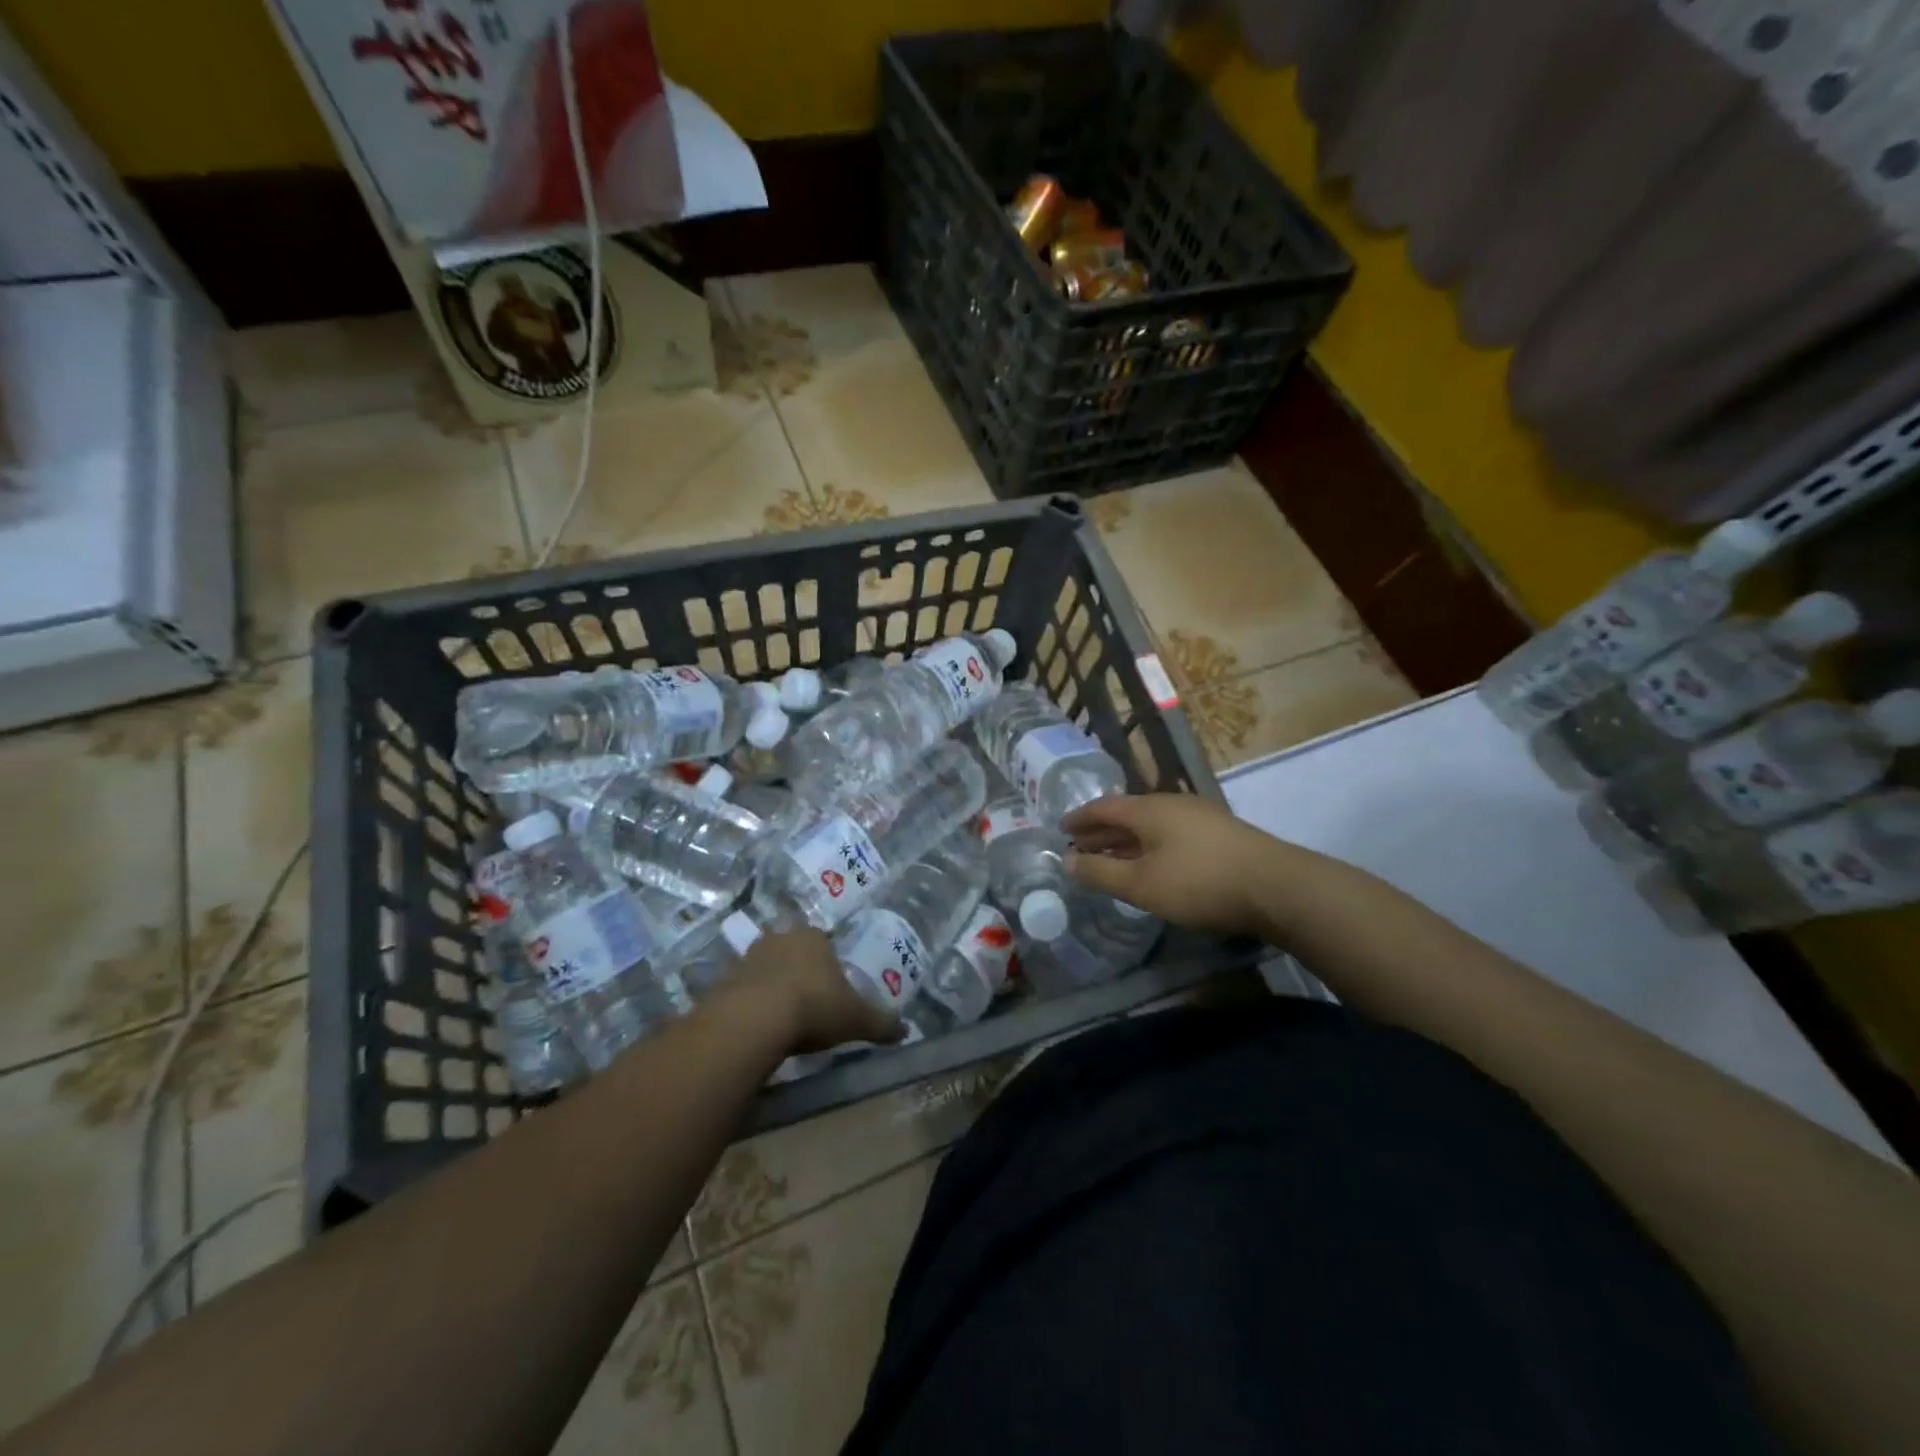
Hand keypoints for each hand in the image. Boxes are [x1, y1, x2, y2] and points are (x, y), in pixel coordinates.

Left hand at [733, 926, 905, 1052]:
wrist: (753, 1020)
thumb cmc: (813, 1006)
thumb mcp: (855, 1018)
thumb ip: (881, 1022)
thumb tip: (906, 1030)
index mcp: (812, 937)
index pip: (822, 940)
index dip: (827, 960)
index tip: (831, 984)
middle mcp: (779, 938)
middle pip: (791, 949)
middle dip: (797, 968)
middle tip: (807, 997)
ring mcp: (747, 957)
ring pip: (764, 967)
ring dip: (770, 984)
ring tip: (781, 1014)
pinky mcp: (722, 981)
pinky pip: (741, 989)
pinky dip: (749, 1003)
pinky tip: (757, 1025)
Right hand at [1062, 793, 1280, 936]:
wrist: (1276, 887)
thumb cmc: (1199, 882)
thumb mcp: (1141, 884)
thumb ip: (1101, 873)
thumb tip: (1066, 861)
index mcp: (1149, 809)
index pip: (1104, 807)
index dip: (1080, 818)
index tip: (1061, 829)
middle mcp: (1172, 804)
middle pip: (1127, 814)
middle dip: (1101, 831)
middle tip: (1079, 846)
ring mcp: (1199, 817)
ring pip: (1151, 825)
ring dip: (1126, 841)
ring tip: (1110, 857)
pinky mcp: (1220, 834)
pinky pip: (1170, 834)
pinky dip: (1149, 846)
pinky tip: (1152, 864)